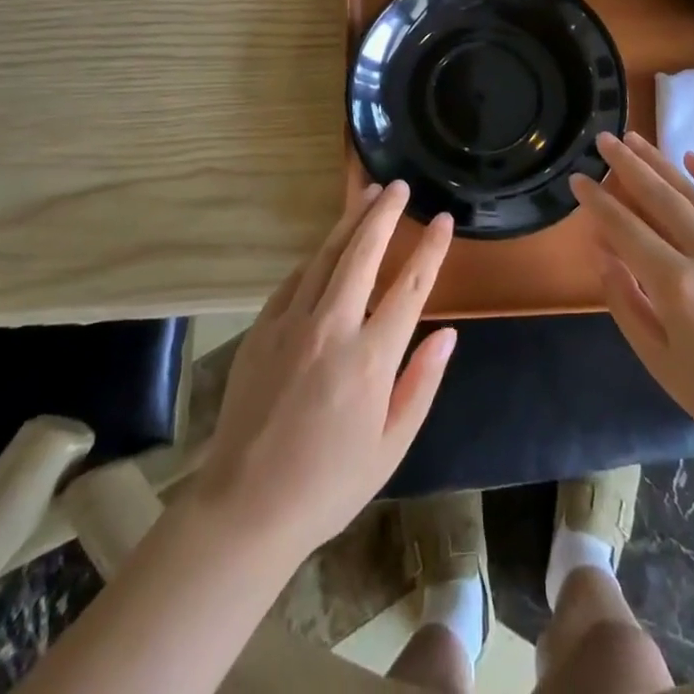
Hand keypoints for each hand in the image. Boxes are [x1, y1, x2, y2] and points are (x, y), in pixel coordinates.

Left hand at [193, 183, 457, 561]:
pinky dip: (316, 257)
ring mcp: (292, 323)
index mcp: (371, 359)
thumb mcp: (391, 447)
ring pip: (326, 255)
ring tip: (368, 193)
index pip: (411, 287)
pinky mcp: (263, 329)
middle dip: (385, 214)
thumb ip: (421, 383)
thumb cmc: (329, 484)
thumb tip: (447, 332)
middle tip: (400, 186)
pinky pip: (294, 279)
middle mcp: (332, 327)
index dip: (430, 249)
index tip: (442, 220)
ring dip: (350, 221)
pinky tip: (326, 246)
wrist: (246, 507)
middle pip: (363, 253)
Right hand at [570, 131, 693, 452]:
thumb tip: (603, 251)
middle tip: (604, 139)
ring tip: (636, 138)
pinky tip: (691, 158)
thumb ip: (625, 301)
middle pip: (660, 197)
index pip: (626, 229)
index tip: (578, 179)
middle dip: (627, 165)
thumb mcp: (658, 359)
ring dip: (662, 163)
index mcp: (677, 287)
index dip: (599, 202)